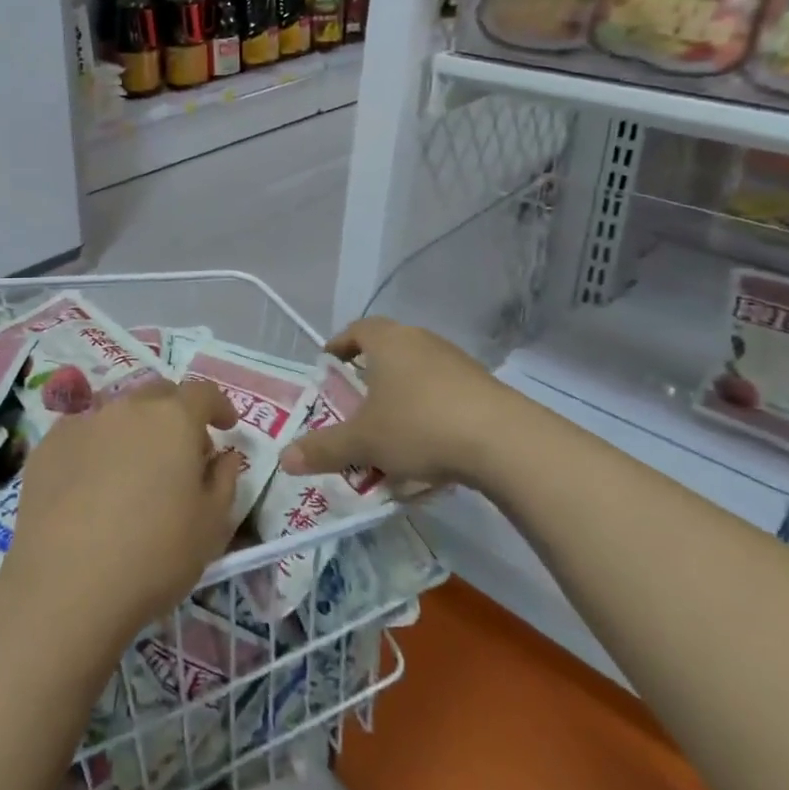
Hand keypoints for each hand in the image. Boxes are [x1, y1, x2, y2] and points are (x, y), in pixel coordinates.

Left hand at [1, 380, 239, 648]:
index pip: (203, 392)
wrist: (66, 585)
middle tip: (182, 453)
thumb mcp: (212, 525)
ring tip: (134, 470)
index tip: (226, 426)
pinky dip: (96, 447)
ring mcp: (82, 422)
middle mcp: (127, 407)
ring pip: (117, 412)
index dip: (219, 405)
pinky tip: (92, 485)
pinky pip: (82, 433)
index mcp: (173, 419)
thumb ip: (224, 479)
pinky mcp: (47, 446)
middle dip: (176, 414)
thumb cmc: (155, 554)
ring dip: (134, 430)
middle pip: (158, 395)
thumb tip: (223, 455)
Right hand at [279, 317, 528, 489]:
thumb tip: (285, 460)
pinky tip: (429, 445)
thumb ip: (323, 449)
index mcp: (388, 341)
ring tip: (391, 427)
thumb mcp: (364, 442)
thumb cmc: (419, 426)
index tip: (328, 362)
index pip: (357, 329)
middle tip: (355, 400)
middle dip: (370, 373)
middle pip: (389, 349)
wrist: (504, 441)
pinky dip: (430, 411)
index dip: (340, 344)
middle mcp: (421, 341)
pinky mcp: (483, 386)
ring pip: (418, 372)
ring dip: (402, 395)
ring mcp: (457, 362)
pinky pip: (445, 393)